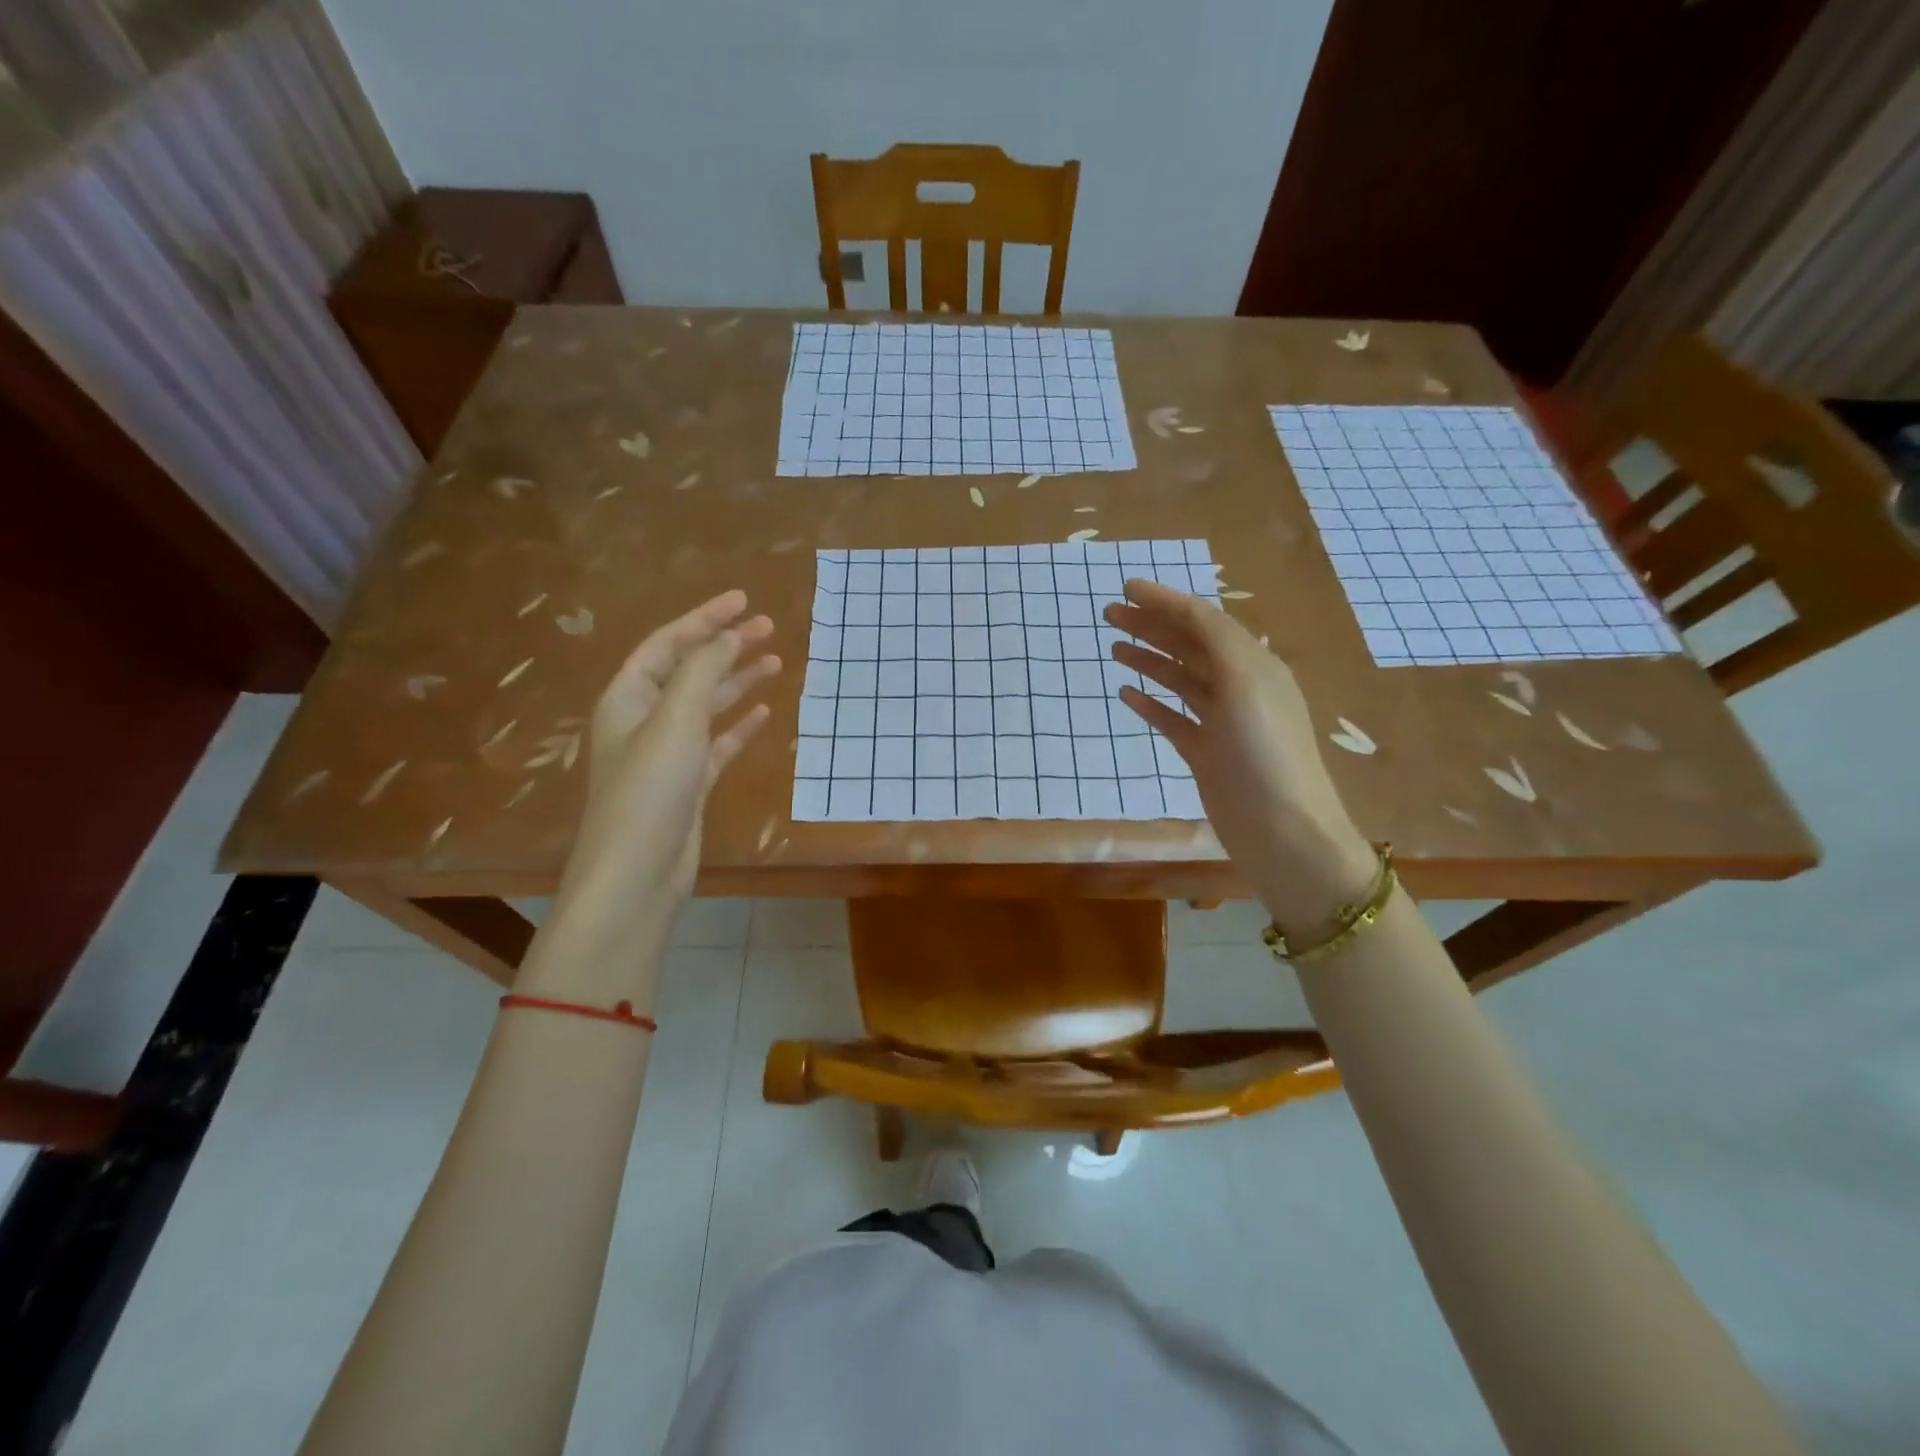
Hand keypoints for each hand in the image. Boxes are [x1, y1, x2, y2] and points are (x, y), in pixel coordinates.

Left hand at [522, 591, 778, 999]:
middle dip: (726, 646)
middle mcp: (644, 719)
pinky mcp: (689, 782)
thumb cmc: (650, 790)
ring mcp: (668, 752)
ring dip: (737, 681)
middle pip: (689, 670)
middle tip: (768, 627)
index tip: (743, 601)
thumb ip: (701, 672)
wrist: (638, 872)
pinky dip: (739, 725)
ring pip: (706, 704)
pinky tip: (764, 712)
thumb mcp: (675, 721)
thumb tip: (727, 636)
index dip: (704, 619)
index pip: (668, 644)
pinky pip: (718, 742)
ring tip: (775, 661)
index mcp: (629, 697)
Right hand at [1105, 579, 1375, 932]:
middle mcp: (1238, 687)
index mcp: (1253, 664)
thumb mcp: (1245, 682)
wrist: (1282, 829)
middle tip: (1109, 613)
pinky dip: (1150, 704)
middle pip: (1188, 646)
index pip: (1203, 620)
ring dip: (1148, 659)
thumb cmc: (1265, 751)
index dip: (1165, 601)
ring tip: (1114, 646)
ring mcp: (1221, 723)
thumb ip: (1214, 639)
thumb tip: (1183, 608)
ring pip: (1179, 680)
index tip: (1126, 587)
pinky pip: (1173, 719)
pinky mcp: (1206, 753)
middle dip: (1151, 625)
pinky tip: (1126, 695)